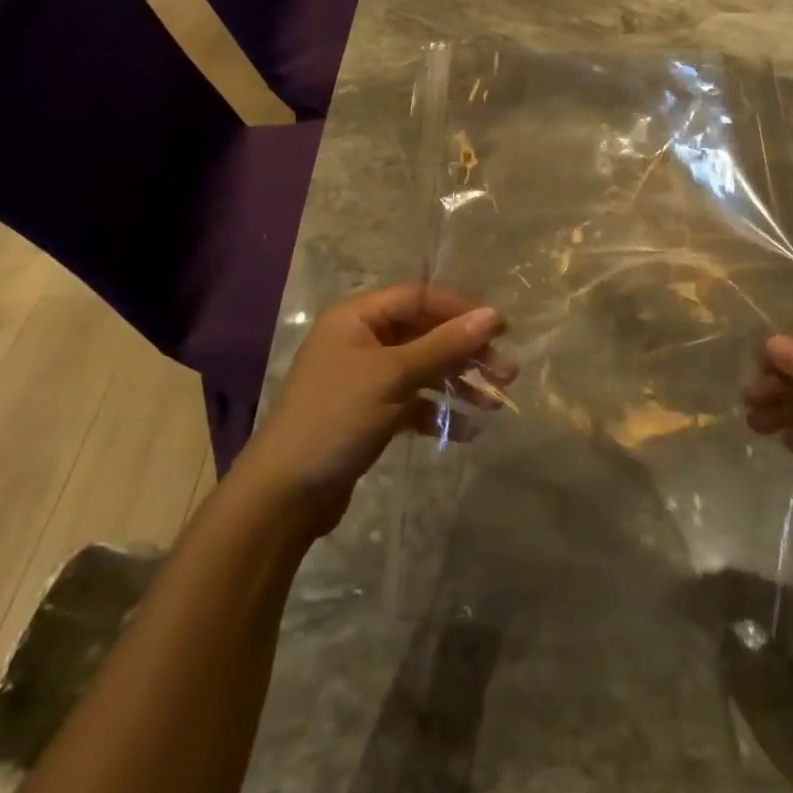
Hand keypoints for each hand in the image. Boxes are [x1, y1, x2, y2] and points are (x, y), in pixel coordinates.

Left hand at [239, 283, 512, 533]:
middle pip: (425, 333)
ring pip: (424, 369)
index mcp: (358, 317)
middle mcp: (361, 339)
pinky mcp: (371, 413)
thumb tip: (493, 315)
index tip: (501, 328)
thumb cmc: (336, 418)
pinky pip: (414, 402)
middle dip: (466, 351)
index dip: (461, 309)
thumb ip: (444, 345)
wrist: (285, 494)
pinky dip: (439, 411)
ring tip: (497, 402)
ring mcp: (366, 378)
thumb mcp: (393, 376)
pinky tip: (469, 429)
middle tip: (507, 371)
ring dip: (459, 382)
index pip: (419, 297)